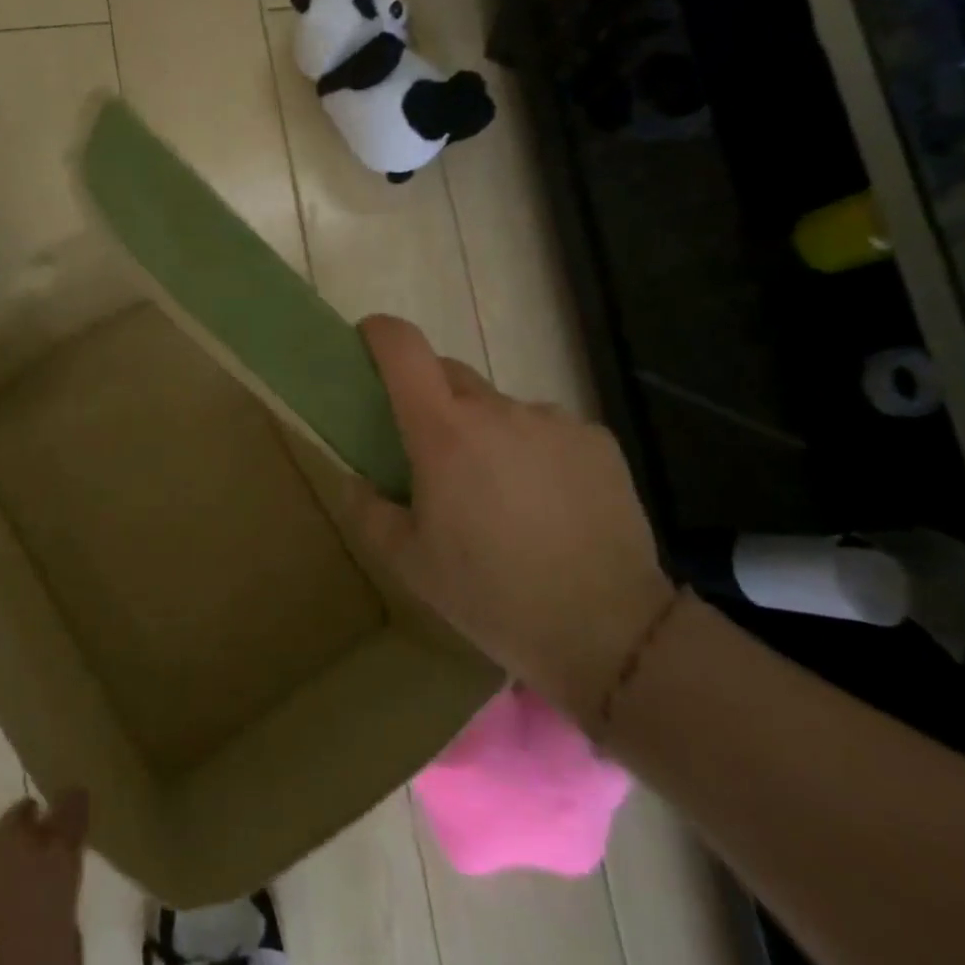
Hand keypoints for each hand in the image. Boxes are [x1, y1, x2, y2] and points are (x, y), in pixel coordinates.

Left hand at [0, 792, 89, 964]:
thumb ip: (68, 934)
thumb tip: (60, 924)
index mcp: (59, 859)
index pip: (74, 808)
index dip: (75, 808)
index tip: (75, 815)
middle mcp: (23, 838)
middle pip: (32, 812)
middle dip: (35, 828)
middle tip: (34, 854)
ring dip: (4, 830)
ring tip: (1, 845)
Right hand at [352, 315, 671, 722]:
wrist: (608, 631)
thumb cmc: (491, 596)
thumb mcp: (410, 564)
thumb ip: (369, 511)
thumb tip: (355, 479)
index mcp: (444, 433)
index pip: (404, 348)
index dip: (380, 334)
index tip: (368, 344)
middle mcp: (498, 410)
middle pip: (450, 375)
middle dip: (431, 399)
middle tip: (433, 455)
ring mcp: (553, 420)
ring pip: (500, 408)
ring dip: (486, 432)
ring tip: (500, 494)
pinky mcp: (596, 440)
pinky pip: (547, 430)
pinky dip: (533, 451)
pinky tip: (548, 504)